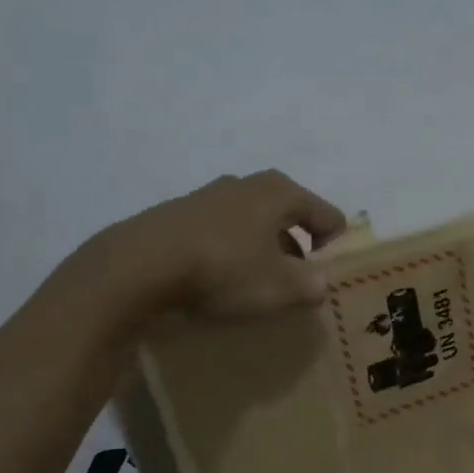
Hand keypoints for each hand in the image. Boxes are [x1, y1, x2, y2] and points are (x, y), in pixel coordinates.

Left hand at [62, 170, 346, 332]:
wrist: (138, 267)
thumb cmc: (223, 270)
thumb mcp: (280, 288)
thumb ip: (312, 285)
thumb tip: (320, 283)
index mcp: (279, 192)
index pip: (328, 216)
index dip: (335, 249)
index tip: (324, 280)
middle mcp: (246, 184)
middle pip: (290, 216)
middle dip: (298, 250)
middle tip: (293, 285)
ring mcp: (208, 196)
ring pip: (253, 225)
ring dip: (262, 253)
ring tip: (254, 287)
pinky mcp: (178, 214)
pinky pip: (221, 234)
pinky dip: (230, 254)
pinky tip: (218, 282)